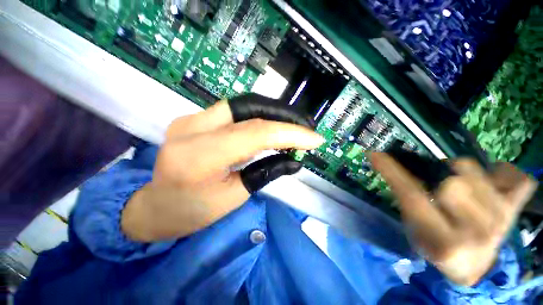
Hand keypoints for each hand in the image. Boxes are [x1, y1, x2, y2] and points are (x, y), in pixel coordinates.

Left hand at [121, 94, 323, 241]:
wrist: (155, 207)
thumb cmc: (191, 212)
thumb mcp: (233, 197)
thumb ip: (266, 172)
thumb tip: (295, 159)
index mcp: (199, 155)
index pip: (256, 133)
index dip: (290, 133)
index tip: (315, 139)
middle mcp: (193, 127)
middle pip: (249, 108)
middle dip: (283, 115)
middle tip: (306, 126)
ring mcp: (192, 119)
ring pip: (243, 105)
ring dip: (273, 113)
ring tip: (294, 126)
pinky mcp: (196, 119)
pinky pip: (235, 112)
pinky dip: (259, 117)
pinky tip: (272, 127)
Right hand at [370, 154, 537, 285]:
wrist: (474, 267)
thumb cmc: (436, 247)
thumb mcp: (413, 230)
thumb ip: (406, 201)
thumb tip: (391, 168)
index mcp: (445, 242)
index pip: (413, 196)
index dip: (392, 172)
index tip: (376, 154)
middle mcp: (478, 232)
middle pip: (453, 182)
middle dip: (439, 179)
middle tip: (438, 189)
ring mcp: (503, 220)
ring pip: (477, 172)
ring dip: (463, 174)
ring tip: (463, 189)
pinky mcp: (517, 211)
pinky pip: (518, 179)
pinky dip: (504, 173)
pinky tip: (493, 181)